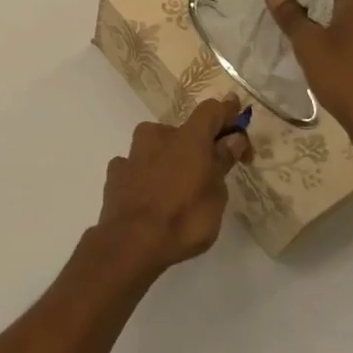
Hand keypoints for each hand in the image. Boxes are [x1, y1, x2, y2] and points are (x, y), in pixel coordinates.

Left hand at [95, 97, 251, 279]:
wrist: (130, 242)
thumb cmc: (184, 219)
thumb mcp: (216, 195)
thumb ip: (221, 163)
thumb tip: (231, 139)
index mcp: (187, 138)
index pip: (210, 111)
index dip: (226, 112)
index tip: (237, 116)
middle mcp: (156, 136)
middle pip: (182, 132)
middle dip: (197, 147)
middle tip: (209, 173)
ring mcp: (131, 153)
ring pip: (157, 147)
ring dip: (170, 159)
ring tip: (179, 190)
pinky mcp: (115, 171)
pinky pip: (138, 165)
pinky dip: (148, 174)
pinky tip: (151, 196)